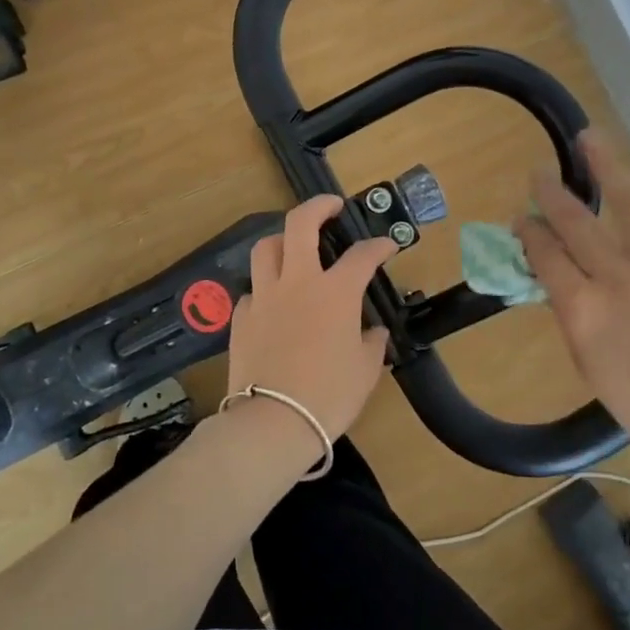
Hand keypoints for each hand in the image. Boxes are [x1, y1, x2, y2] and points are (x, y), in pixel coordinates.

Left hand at [227, 196, 399, 442]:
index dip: (379, 246)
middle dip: (318, 206)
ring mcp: (264, 297)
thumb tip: (374, 333)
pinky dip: (265, 289)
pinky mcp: (240, 318)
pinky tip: (273, 304)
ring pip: (266, 248)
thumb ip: (372, 344)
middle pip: (300, 224)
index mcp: (335, 292)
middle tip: (332, 206)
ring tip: (293, 247)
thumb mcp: (365, 371)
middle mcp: (297, 282)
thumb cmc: (328, 396)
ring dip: (282, 240)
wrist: (273, 423)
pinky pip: (253, 291)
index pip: (362, 256)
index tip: (388, 246)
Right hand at [516, 132, 629, 469]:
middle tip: (539, 175)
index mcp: (582, 303)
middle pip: (575, 221)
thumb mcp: (584, 359)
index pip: (544, 252)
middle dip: (551, 195)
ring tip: (590, 137)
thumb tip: (557, 275)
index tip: (521, 220)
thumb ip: (568, 312)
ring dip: (607, 166)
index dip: (528, 232)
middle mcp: (617, 273)